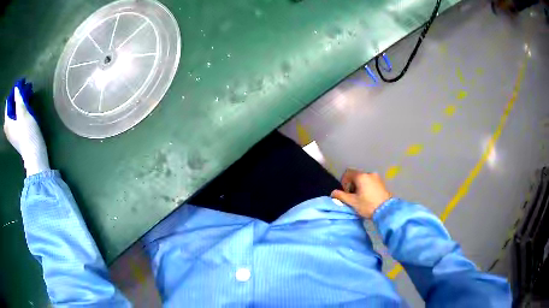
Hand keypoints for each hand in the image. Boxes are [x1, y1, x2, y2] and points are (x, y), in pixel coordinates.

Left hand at [4, 79, 49, 176]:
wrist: (34, 155)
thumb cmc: (27, 133)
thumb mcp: (23, 113)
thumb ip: (18, 99)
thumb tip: (16, 88)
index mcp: (7, 122)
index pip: (8, 103)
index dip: (13, 93)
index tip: (19, 86)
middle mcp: (7, 128)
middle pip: (9, 109)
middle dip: (15, 99)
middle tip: (22, 90)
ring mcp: (12, 133)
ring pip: (12, 114)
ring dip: (17, 105)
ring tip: (24, 97)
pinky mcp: (16, 136)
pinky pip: (15, 119)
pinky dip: (18, 112)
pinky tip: (23, 109)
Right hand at [331, 169, 391, 218]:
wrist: (386, 210)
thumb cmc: (368, 205)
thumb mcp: (352, 202)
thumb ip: (341, 196)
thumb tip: (333, 193)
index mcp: (361, 176)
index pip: (348, 173)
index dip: (344, 182)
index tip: (345, 192)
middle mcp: (369, 174)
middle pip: (356, 176)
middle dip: (352, 185)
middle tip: (352, 196)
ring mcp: (377, 178)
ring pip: (364, 179)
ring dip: (359, 186)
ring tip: (360, 198)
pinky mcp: (382, 183)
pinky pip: (370, 182)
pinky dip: (367, 187)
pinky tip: (368, 197)